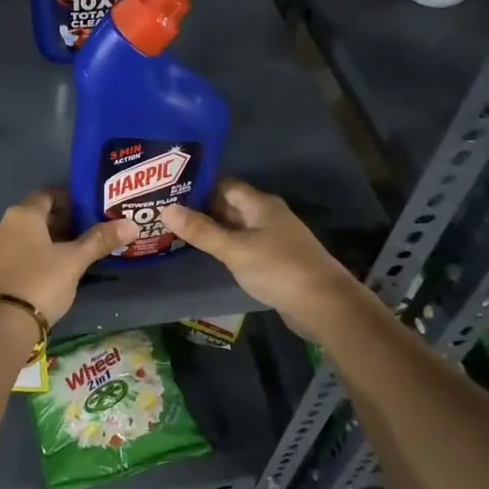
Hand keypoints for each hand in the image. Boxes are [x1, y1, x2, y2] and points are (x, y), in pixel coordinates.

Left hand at [0, 188, 138, 324]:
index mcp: (22, 215)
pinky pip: (16, 253)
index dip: (69, 199)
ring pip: (26, 236)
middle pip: (36, 216)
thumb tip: (131, 225)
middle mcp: (3, 225)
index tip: (89, 210)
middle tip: (87, 232)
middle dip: (61, 222)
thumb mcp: (74, 261)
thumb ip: (100, 240)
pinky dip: (34, 255)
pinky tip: (51, 270)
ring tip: (73, 252)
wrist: (3, 323)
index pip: (47, 195)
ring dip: (48, 240)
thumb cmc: (41, 281)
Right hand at [162, 179, 361, 339]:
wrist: (323, 304)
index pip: (224, 184)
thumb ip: (201, 231)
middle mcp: (267, 216)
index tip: (168, 187)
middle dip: (200, 207)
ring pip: (236, 226)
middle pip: (229, 204)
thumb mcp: (235, 249)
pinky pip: (243, 245)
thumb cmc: (278, 269)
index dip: (198, 184)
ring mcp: (272, 238)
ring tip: (176, 229)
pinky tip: (206, 252)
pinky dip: (225, 246)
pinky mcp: (274, 260)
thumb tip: (166, 209)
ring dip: (211, 228)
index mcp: (260, 204)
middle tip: (164, 209)